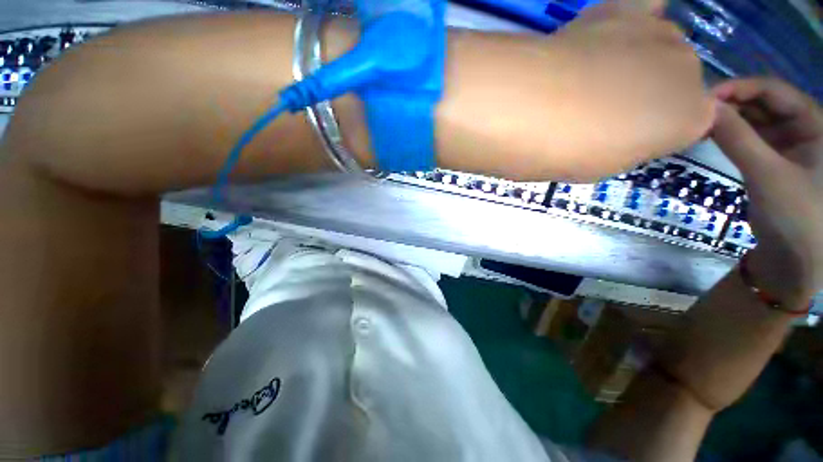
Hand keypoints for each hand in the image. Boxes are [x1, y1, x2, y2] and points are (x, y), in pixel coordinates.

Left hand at [539, 0, 713, 180]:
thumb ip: (632, 144)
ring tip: (591, 76)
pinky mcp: (623, 9)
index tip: (626, 134)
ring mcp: (661, 33)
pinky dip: (633, 17)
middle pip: (678, 78)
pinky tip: (612, 30)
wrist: (538, 113)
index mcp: (691, 120)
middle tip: (601, 108)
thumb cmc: (569, 153)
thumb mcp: (605, 166)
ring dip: (633, 60)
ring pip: (660, 45)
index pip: (692, 119)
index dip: (658, 127)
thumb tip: (631, 127)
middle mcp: (690, 70)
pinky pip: (644, 6)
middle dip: (647, 93)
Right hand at [712, 78, 822, 308]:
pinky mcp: (772, 158)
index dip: (740, 89)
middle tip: (695, 111)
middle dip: (731, 103)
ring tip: (698, 123)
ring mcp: (787, 143)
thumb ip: (737, 138)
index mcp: (815, 123)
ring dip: (727, 119)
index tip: (704, 98)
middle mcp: (802, 126)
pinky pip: (749, 137)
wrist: (795, 257)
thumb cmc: (796, 215)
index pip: (774, 91)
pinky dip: (729, 134)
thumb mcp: (767, 174)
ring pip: (754, 119)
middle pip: (763, 102)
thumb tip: (705, 109)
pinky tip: (709, 135)